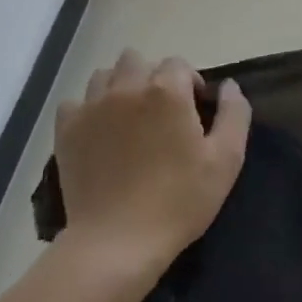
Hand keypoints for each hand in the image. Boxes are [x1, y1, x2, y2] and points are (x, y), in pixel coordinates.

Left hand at [54, 50, 250, 273]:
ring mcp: (91, 108)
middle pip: (137, 60)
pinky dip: (88, 110)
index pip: (178, 64)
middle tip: (162, 112)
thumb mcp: (226, 160)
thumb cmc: (179, 200)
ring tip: (129, 118)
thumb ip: (234, 113)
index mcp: (167, 91)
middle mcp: (126, 88)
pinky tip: (100, 132)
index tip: (194, 111)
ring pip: (104, 75)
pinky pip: (76, 102)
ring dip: (119, 87)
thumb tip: (228, 85)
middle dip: (152, 77)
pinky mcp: (67, 130)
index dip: (189, 83)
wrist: (118, 241)